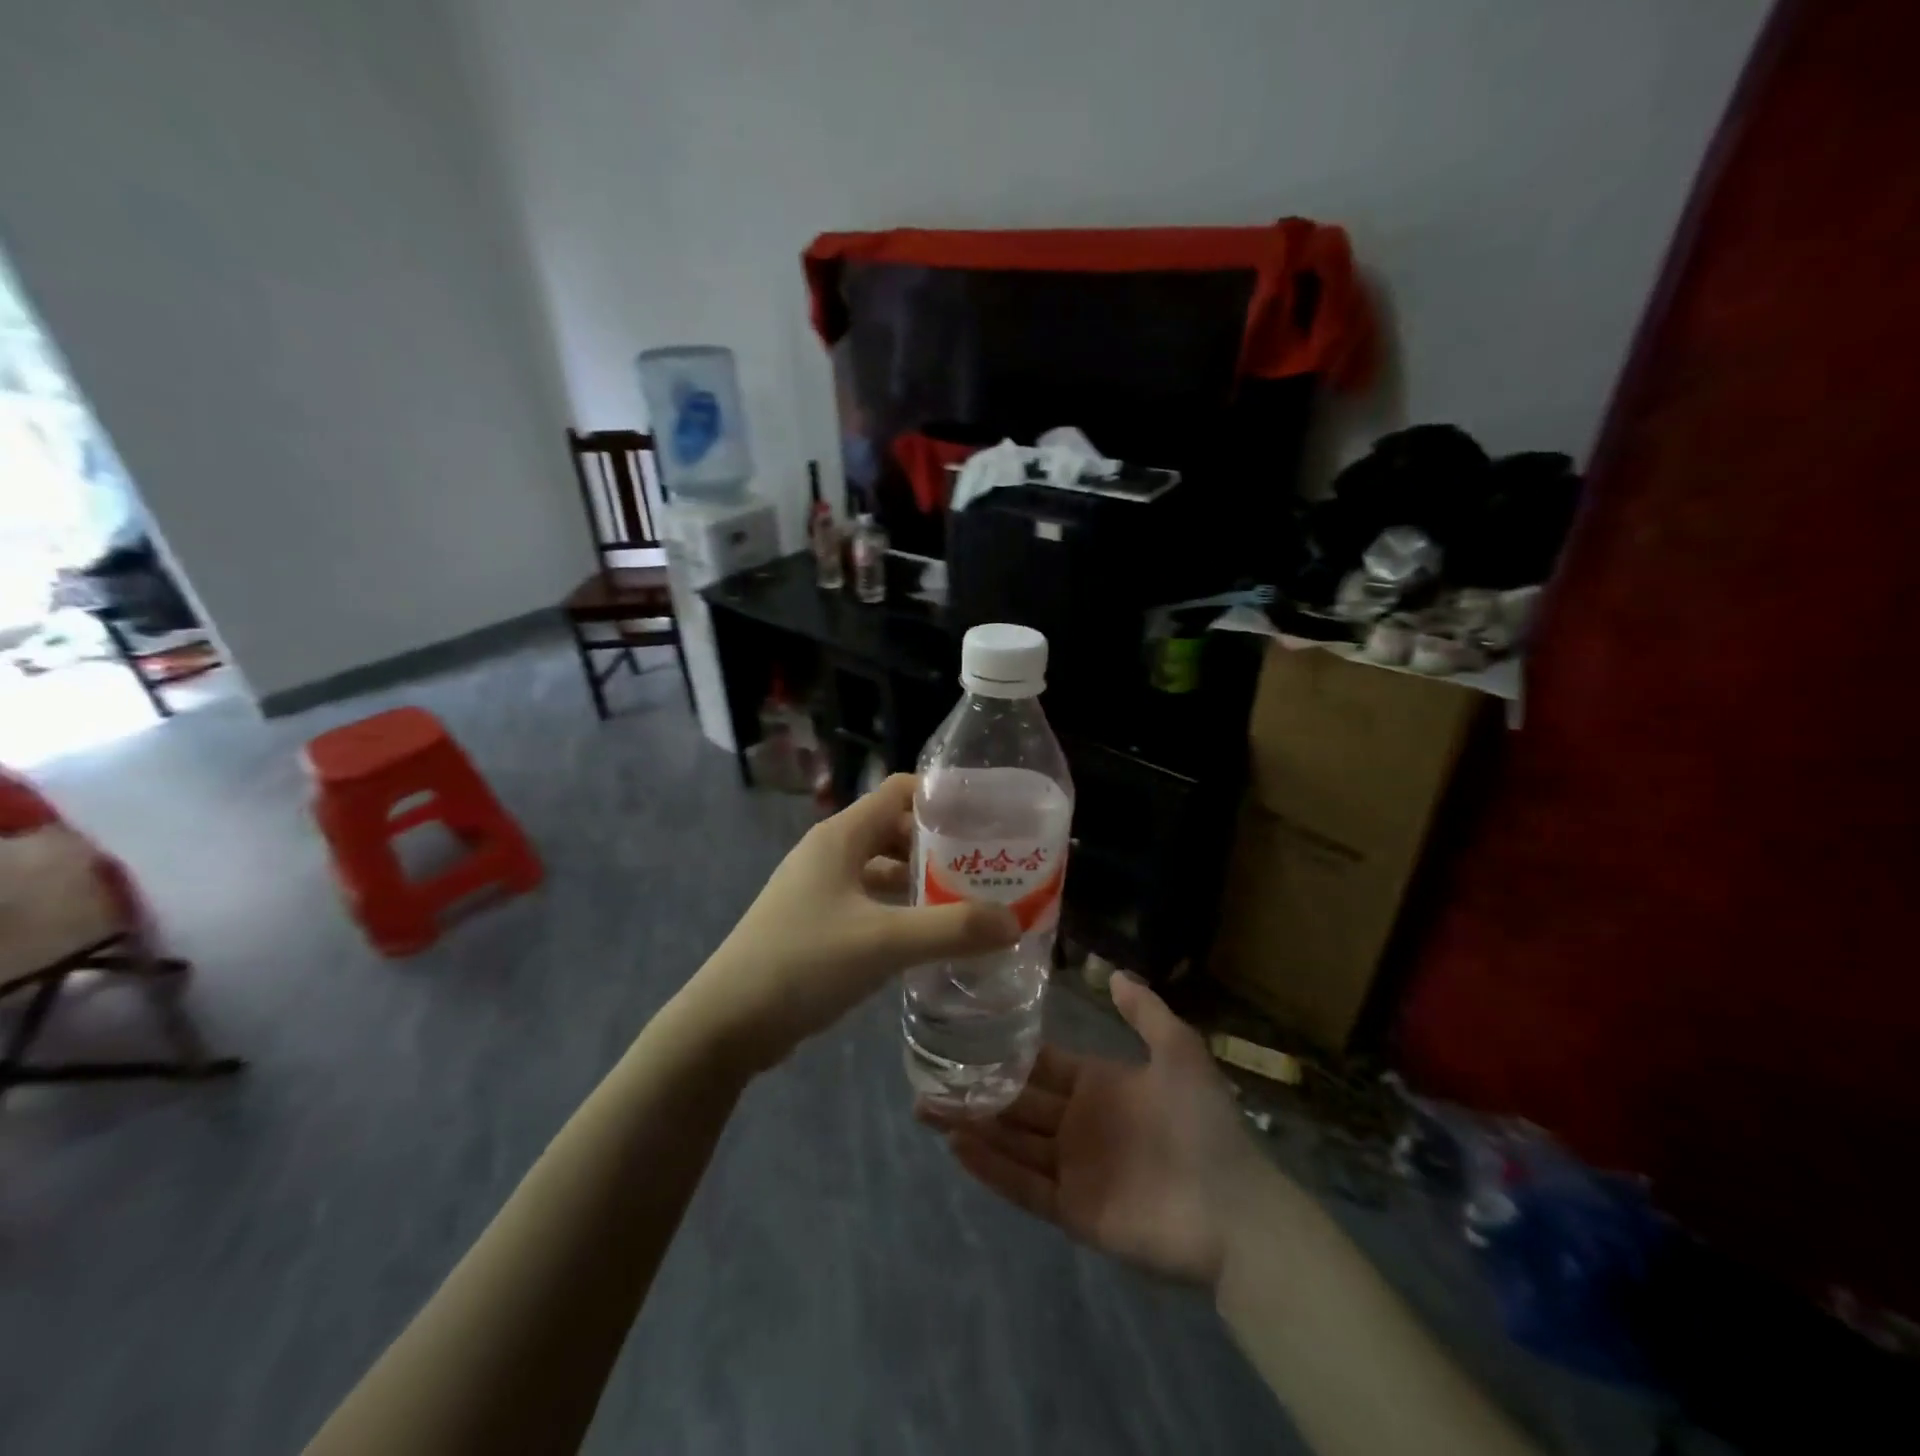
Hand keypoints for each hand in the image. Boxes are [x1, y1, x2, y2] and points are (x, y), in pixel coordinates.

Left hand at [686, 775, 1019, 1071]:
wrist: (727, 1022)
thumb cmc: (804, 963)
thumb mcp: (884, 942)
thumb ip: (951, 929)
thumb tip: (1013, 920)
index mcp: (842, 836)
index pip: (899, 791)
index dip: (942, 797)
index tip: (987, 817)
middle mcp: (830, 852)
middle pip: (895, 829)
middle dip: (940, 845)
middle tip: (988, 865)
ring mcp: (820, 888)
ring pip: (882, 869)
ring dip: (921, 880)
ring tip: (970, 900)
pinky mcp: (817, 922)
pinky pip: (869, 902)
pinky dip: (900, 910)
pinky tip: (928, 936)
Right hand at [919, 973, 1261, 1287]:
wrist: (1234, 1211)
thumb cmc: (1202, 1125)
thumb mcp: (1179, 1052)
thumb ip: (1146, 1012)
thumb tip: (1112, 971)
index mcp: (1098, 1085)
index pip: (1041, 1064)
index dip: (1006, 1052)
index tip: (965, 1035)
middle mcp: (1078, 1123)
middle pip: (1017, 1103)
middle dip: (976, 1090)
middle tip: (927, 1078)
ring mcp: (1073, 1168)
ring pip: (1012, 1142)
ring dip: (973, 1126)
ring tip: (928, 1108)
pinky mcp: (1072, 1209)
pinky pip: (1024, 1186)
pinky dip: (991, 1168)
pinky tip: (958, 1147)